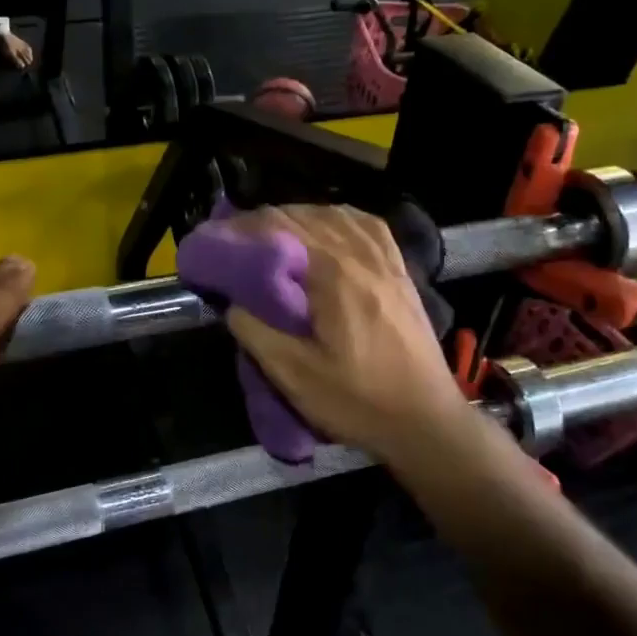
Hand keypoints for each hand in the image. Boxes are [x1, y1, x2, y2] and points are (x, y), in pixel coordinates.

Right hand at [222, 206, 489, 465]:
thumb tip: (232, 300)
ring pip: (330, 214)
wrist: (426, 421)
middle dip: (258, 222)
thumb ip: (256, 330)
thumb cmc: (358, 400)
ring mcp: (385, 258)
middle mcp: (360, 254)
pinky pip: (364, 225)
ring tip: (266, 236)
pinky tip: (322, 228)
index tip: (210, 241)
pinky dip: (334, 218)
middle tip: (228, 241)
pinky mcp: (399, 268)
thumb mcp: (294, 376)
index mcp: (334, 275)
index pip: (277, 228)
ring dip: (292, 218)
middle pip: (300, 216)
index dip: (238, 229)